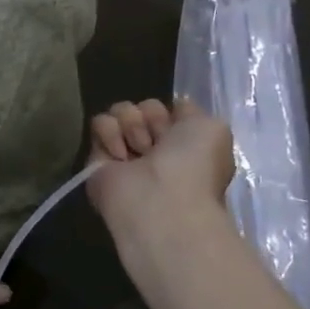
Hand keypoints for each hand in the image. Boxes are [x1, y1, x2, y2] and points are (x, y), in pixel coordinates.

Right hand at [85, 97, 236, 240]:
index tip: (178, 130)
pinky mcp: (97, 158)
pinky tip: (120, 157)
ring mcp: (125, 152)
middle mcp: (154, 148)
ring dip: (132, 125)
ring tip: (139, 151)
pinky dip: (109, 133)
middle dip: (152, 119)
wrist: (160, 201)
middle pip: (144, 107)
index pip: (168, 109)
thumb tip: (172, 109)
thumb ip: (191, 112)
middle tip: (158, 145)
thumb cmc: (193, 166)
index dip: (172, 114)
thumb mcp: (213, 128)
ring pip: (121, 111)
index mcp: (183, 145)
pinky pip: (99, 122)